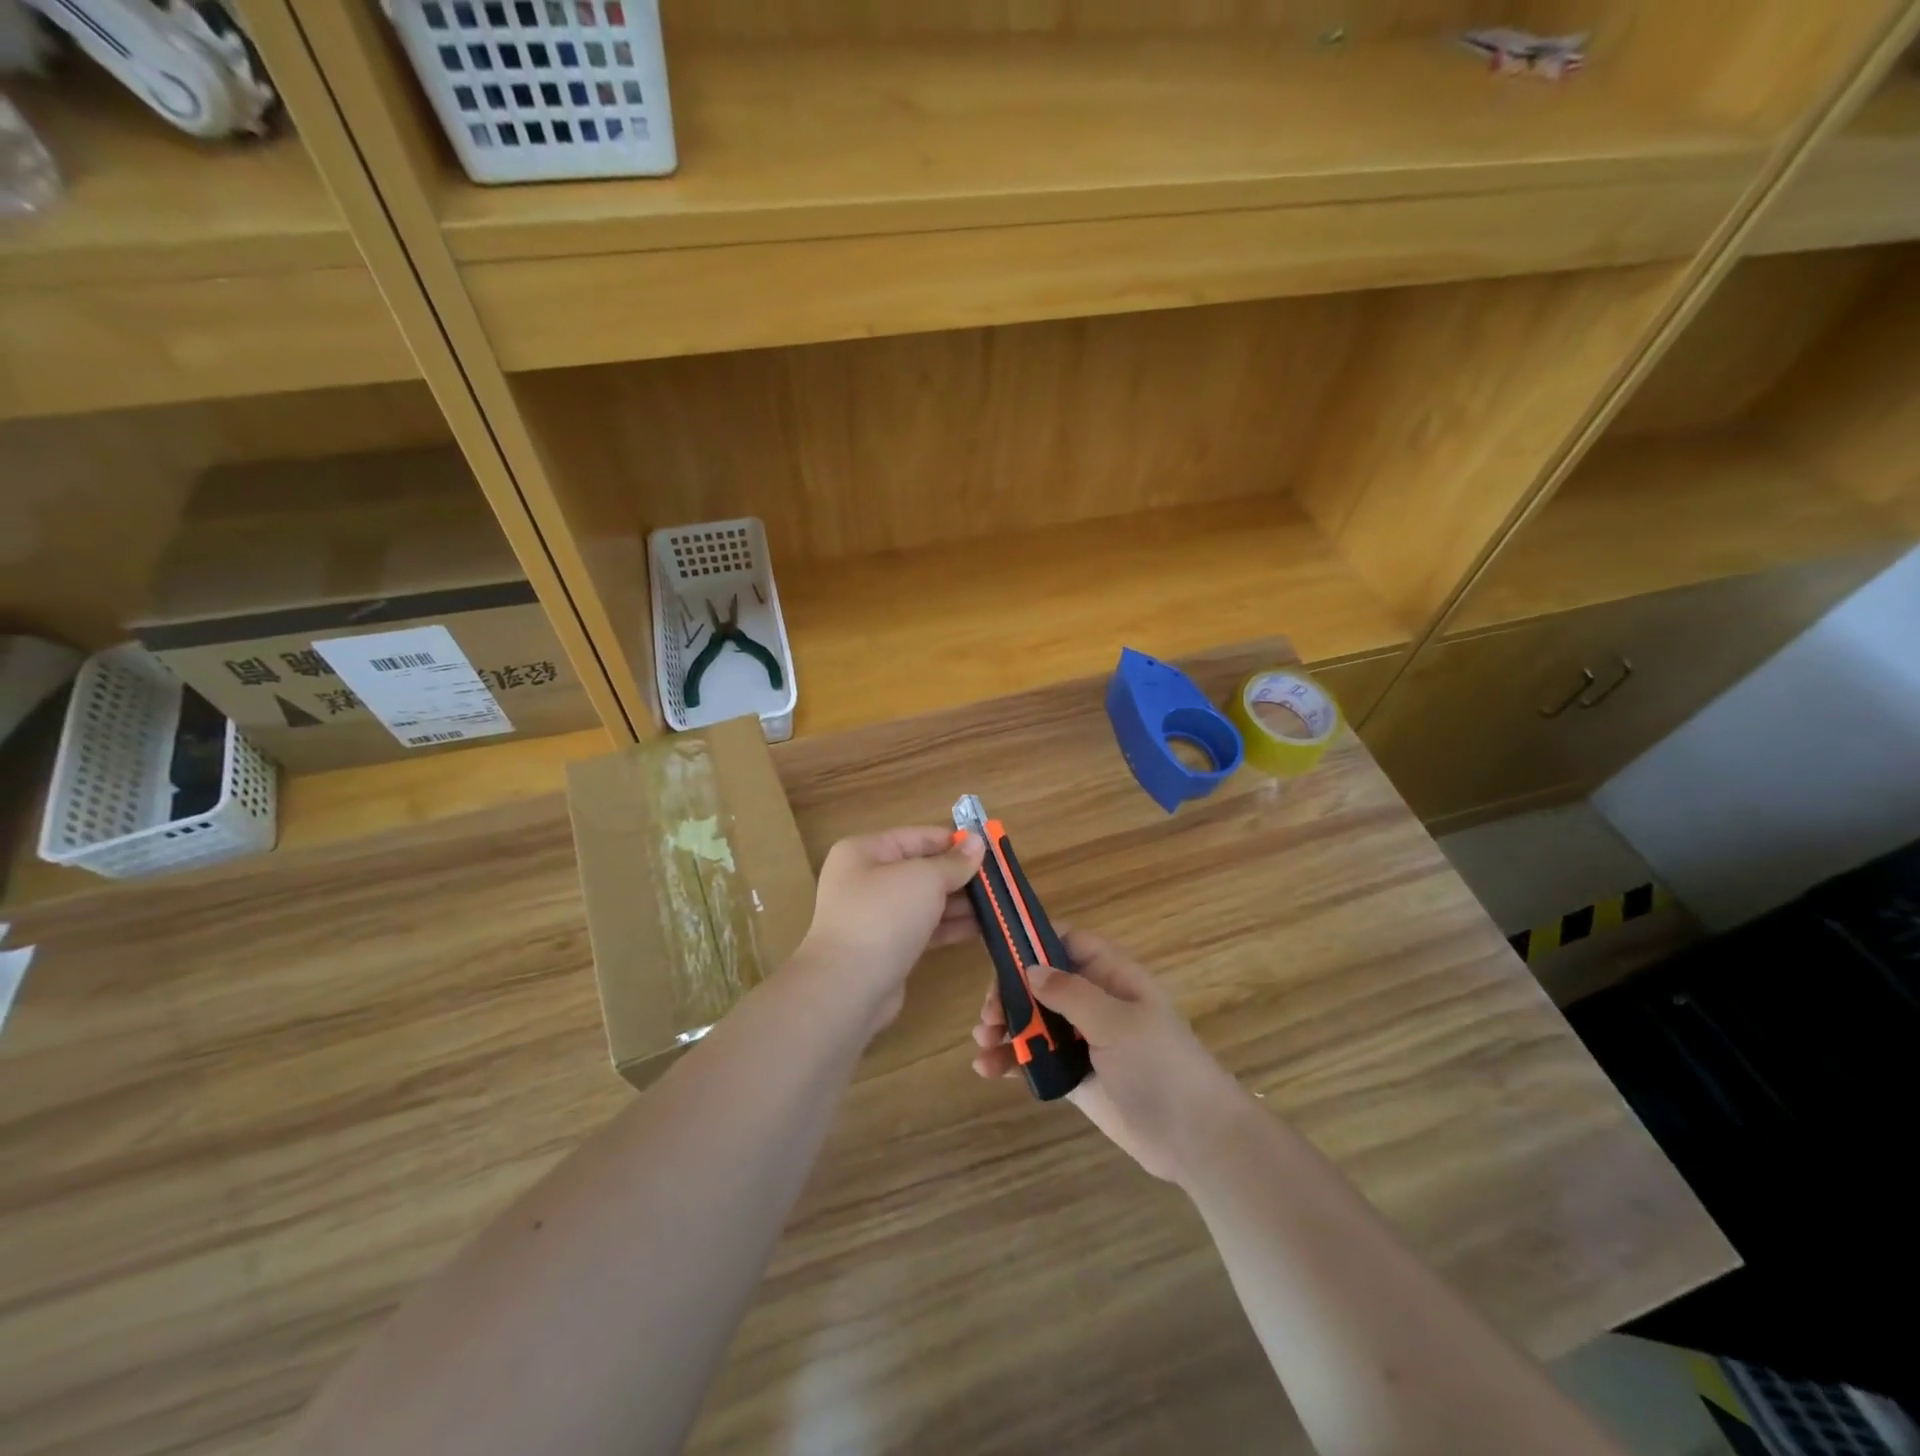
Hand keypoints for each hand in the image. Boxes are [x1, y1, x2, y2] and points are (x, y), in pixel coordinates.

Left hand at [797, 827, 985, 1029]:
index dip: (953, 841)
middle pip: (921, 869)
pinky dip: (950, 926)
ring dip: (960, 902)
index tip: (989, 848)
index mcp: (865, 852)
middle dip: (960, 875)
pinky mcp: (887, 947)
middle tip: (999, 880)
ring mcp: (876, 915)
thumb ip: (954, 862)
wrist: (848, 987)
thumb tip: (978, 842)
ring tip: (997, 905)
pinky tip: (982, 928)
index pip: (917, 837)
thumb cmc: (884, 916)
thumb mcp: (924, 879)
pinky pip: (924, 928)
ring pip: (925, 901)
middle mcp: (866, 879)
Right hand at [971, 930, 1248, 1184]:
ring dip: (1004, 1028)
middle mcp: (1094, 1002)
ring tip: (982, 1044)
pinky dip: (1011, 1060)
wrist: (1195, 1139)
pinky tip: (987, 1069)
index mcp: (1112, 976)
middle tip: (988, 1016)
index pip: (1068, 942)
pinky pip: (1036, 1059)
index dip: (1035, 943)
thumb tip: (1029, 968)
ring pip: (1034, 1021)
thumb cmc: (1160, 1066)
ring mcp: (1083, 1040)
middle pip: (1041, 983)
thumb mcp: (1117, 1022)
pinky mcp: (1074, 1075)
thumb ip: (1070, 993)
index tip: (1000, 955)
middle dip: (1009, 994)